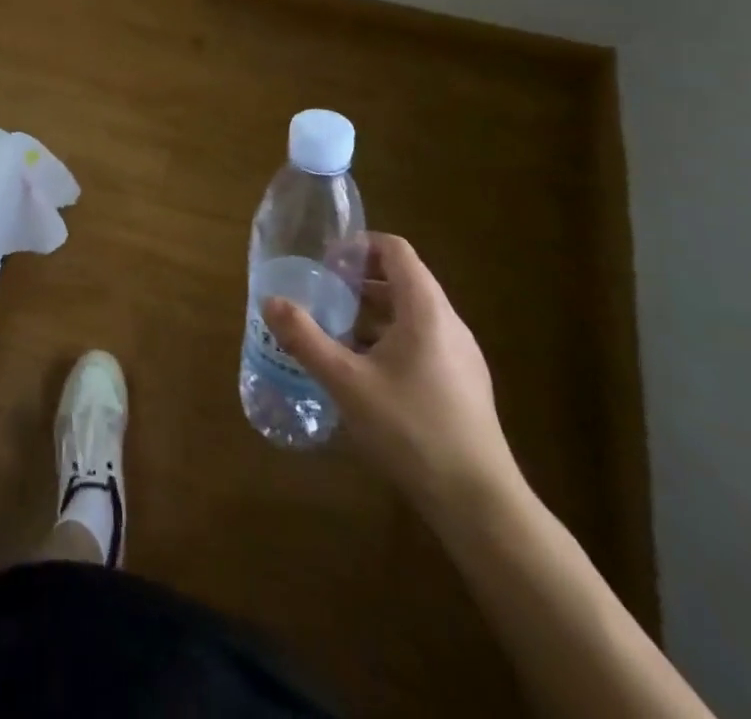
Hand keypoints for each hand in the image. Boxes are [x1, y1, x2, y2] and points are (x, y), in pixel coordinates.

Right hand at [265, 234, 518, 515]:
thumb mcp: (346, 382)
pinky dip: (390, 338)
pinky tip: (365, 372)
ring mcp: (461, 356)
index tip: (327, 263)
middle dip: (360, 280)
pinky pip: (422, 341)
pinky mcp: (463, 384)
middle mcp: (449, 324)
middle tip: (324, 295)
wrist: (479, 504)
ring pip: (412, 313)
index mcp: (425, 310)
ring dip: (373, 311)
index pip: (395, 250)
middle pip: (404, 279)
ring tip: (337, 332)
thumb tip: (270, 301)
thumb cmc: (410, 430)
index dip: (359, 246)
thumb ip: (305, 338)